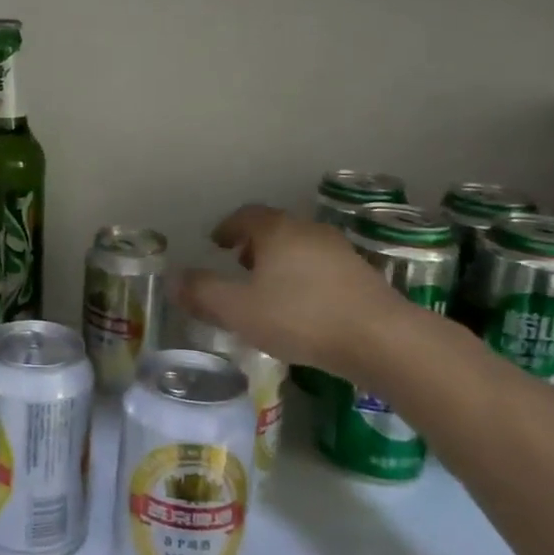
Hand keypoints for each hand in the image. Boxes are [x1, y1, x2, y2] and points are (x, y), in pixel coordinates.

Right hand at [174, 205, 430, 380]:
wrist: (381, 339)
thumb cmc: (300, 317)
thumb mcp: (238, 309)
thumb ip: (202, 293)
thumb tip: (172, 280)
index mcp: (276, 230)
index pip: (245, 215)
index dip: (227, 227)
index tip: (216, 244)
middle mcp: (308, 231)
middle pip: (274, 228)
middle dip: (253, 244)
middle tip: (238, 265)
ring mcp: (339, 251)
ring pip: (300, 247)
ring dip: (280, 261)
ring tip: (268, 289)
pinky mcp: (362, 276)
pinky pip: (321, 267)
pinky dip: (304, 277)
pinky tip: (302, 306)